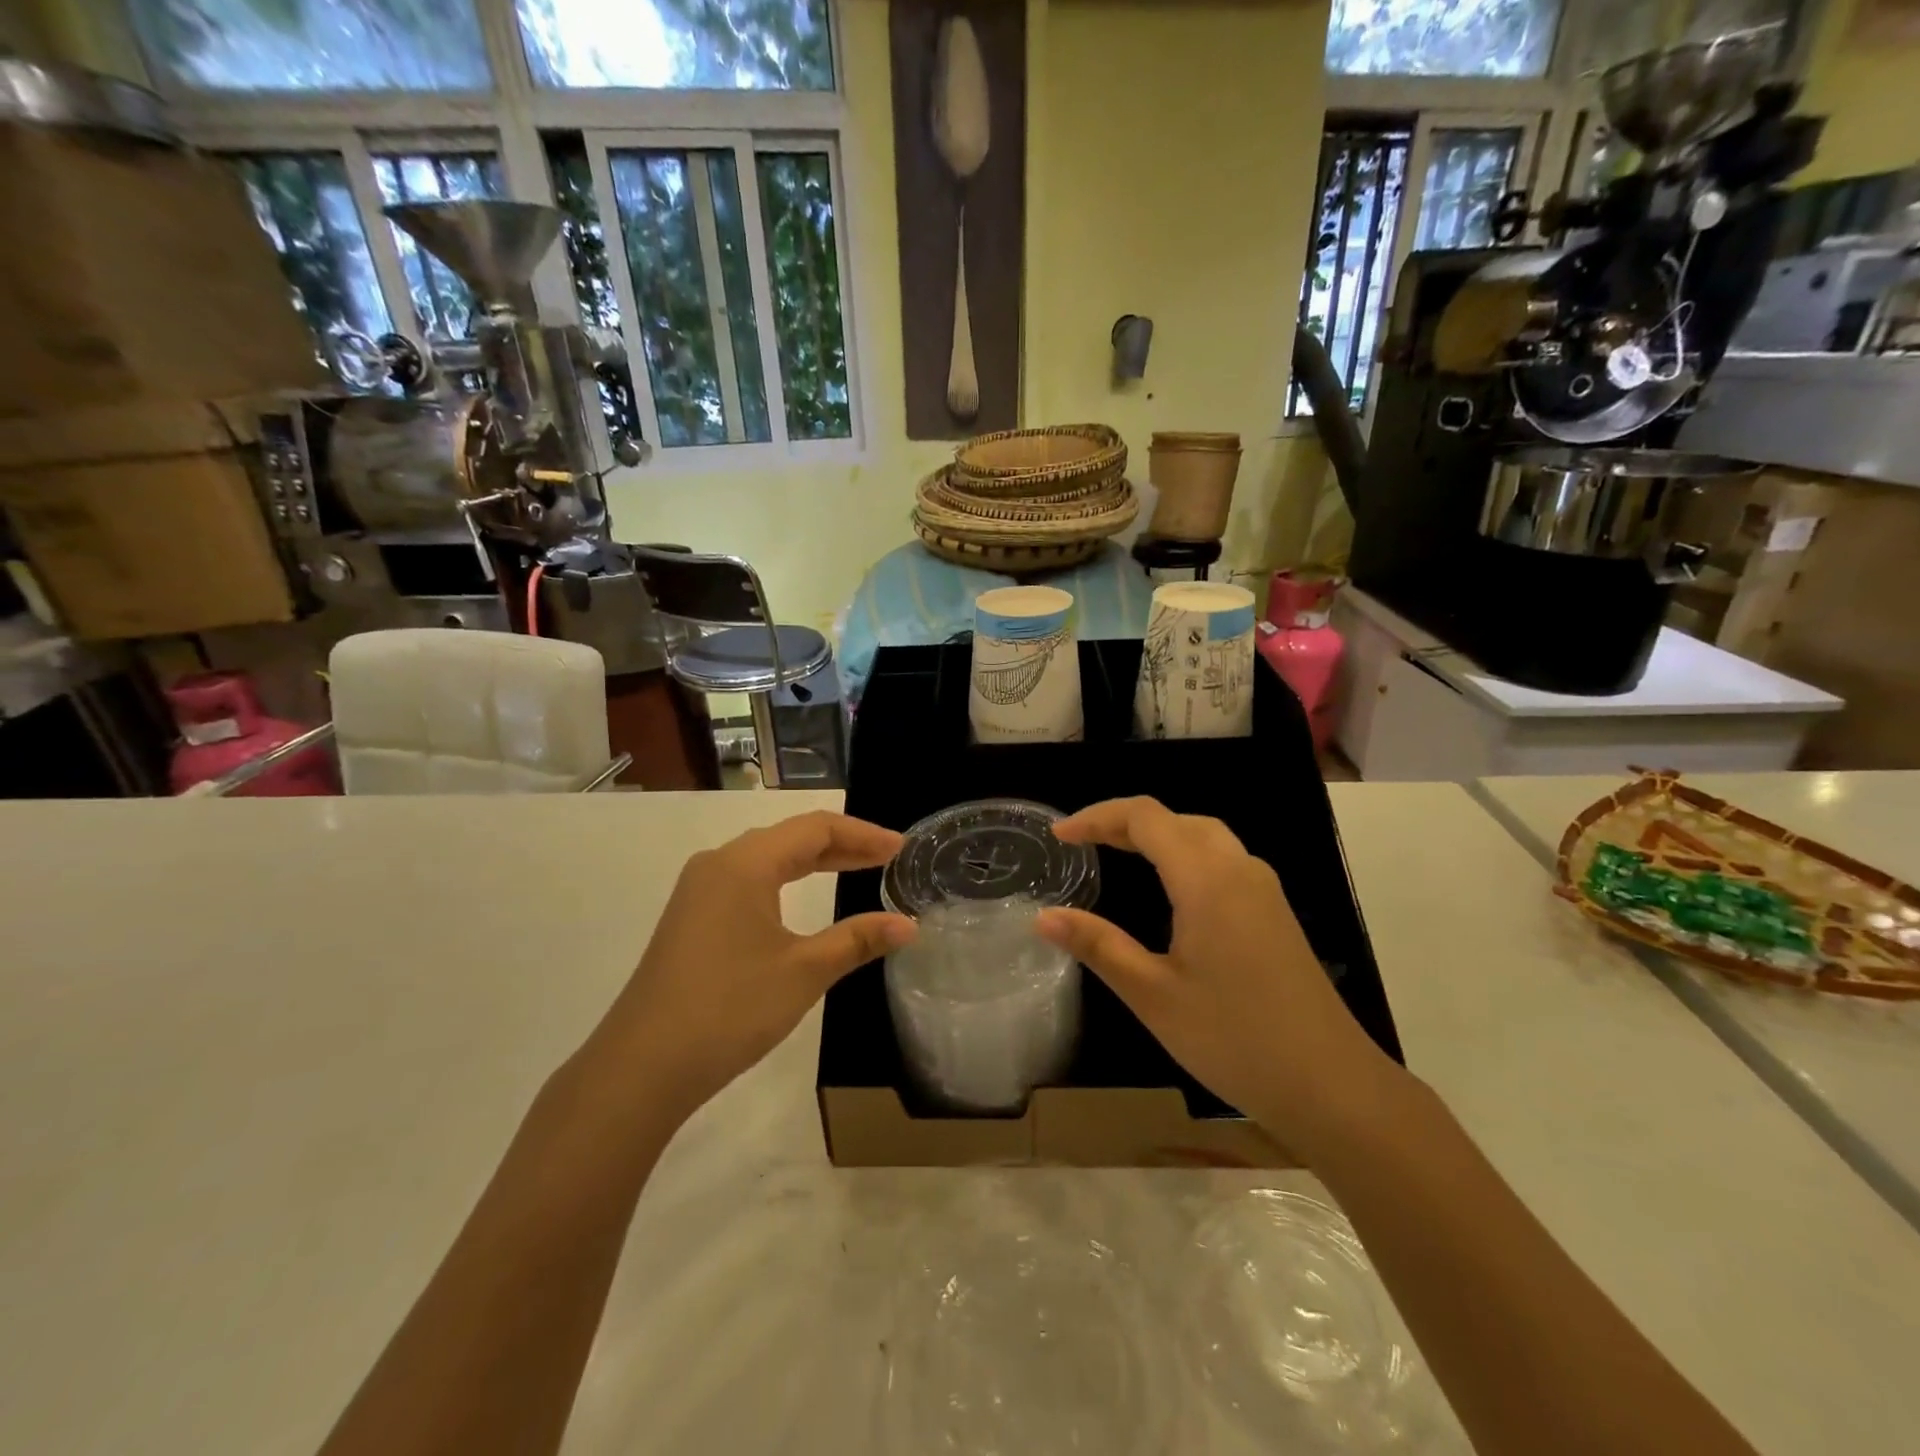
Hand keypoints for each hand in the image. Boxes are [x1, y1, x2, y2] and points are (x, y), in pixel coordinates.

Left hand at [589, 811, 915, 1121]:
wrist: (641, 1067)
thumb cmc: (729, 1009)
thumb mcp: (803, 972)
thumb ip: (857, 940)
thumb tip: (909, 925)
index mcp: (744, 864)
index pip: (815, 828)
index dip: (861, 834)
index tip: (899, 848)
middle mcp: (718, 864)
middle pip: (791, 837)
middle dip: (842, 845)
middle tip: (886, 857)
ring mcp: (699, 891)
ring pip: (768, 858)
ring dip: (814, 861)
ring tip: (856, 868)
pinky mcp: (692, 918)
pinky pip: (749, 880)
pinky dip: (787, 881)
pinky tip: (803, 899)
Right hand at [1035, 796, 1394, 1154]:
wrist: (1333, 1086)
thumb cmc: (1235, 1039)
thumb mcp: (1153, 994)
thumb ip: (1098, 946)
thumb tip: (1043, 916)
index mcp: (1206, 879)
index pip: (1145, 818)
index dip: (1098, 817)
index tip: (1060, 835)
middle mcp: (1239, 869)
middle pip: (1175, 819)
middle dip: (1124, 822)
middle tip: (1082, 843)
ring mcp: (1263, 890)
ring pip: (1203, 836)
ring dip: (1157, 835)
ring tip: (1116, 854)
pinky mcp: (1275, 912)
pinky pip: (1222, 859)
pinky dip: (1183, 854)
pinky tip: (1169, 889)